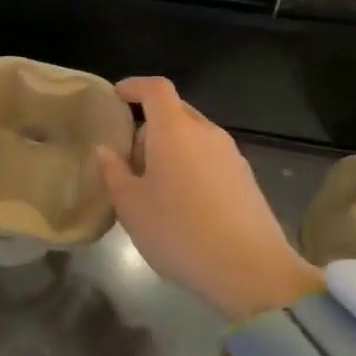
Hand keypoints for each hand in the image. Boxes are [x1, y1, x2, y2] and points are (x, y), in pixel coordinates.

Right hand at [94, 76, 322, 321]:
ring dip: (171, 148)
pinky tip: (184, 203)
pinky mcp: (246, 178)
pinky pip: (210, 157)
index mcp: (174, 130)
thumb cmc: (179, 232)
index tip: (118, 96)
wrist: (250, 269)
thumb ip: (114, 172)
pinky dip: (191, 165)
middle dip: (150, 125)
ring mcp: (231, 154)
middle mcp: (206, 132)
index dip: (135, 86)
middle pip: (176, 111)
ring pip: (194, 136)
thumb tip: (105, 150)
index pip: (156, 88)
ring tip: (155, 185)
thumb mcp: (131, 206)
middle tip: (129, 157)